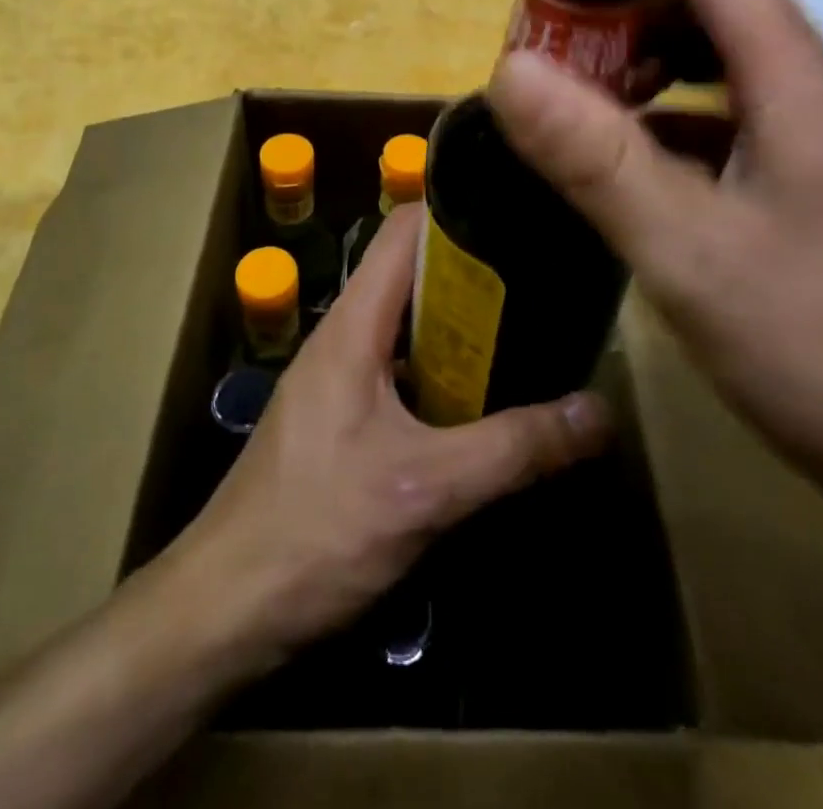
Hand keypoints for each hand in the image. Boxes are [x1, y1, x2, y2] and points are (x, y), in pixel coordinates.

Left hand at [170, 205, 611, 660]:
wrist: (223, 609)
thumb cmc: (317, 530)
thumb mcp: (426, 488)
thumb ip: (514, 447)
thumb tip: (599, 411)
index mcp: (353, 325)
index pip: (405, 231)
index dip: (459, 213)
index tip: (520, 218)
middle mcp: (344, 338)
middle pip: (413, 276)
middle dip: (476, 275)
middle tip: (544, 282)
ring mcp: (339, 380)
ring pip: (409, 329)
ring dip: (462, 330)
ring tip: (530, 332)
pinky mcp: (341, 421)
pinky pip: (401, 374)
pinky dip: (443, 374)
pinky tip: (485, 403)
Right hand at [486, 0, 822, 520]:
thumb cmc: (819, 348)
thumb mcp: (686, 252)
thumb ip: (596, 158)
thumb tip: (509, 68)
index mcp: (797, 85)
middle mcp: (814, 96)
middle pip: (716, 9)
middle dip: (627, 11)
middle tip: (550, 44)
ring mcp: (816, 145)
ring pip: (721, 67)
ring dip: (647, 66)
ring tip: (578, 97)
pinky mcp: (809, 189)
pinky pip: (728, 122)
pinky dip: (670, 119)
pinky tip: (629, 161)